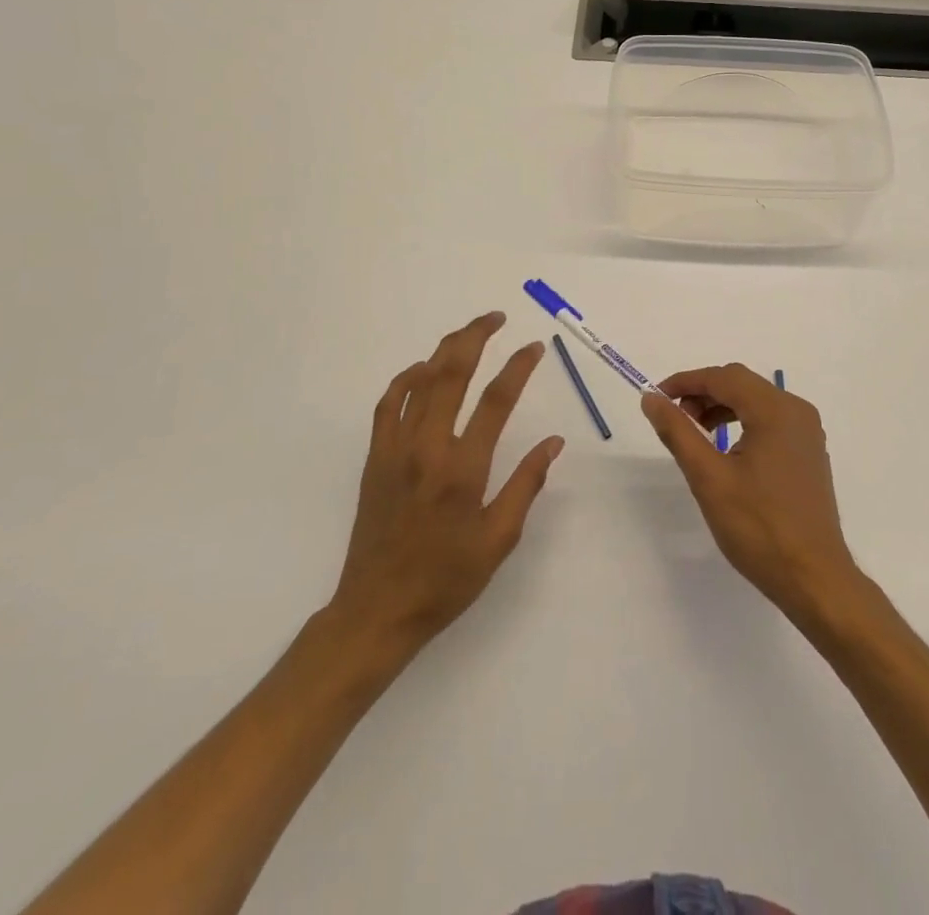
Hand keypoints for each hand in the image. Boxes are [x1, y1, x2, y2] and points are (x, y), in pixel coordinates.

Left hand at [327, 312, 562, 674]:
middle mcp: (427, 448)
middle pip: (451, 373)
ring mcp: (395, 450)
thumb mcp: (499, 540)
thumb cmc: (446, 580)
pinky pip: (389, 404)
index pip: (496, 401)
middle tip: (496, 317)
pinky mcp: (375, 458)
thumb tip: (553, 442)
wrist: (377, 611)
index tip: (534, 347)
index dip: (518, 367)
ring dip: (444, 349)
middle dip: (475, 337)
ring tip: (467, 334)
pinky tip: (422, 370)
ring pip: (419, 381)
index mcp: (463, 470)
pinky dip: (406, 378)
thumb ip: (526, 484)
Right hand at [642, 364, 860, 623]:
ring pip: (756, 401)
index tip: (657, 397)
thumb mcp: (709, 478)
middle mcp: (796, 411)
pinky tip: (725, 448)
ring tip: (695, 432)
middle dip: (703, 393)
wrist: (813, 578)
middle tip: (674, 417)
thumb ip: (678, 432)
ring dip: (721, 406)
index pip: (724, 377)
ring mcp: (807, 432)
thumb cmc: (759, 527)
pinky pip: (770, 420)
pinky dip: (742, 422)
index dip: (686, 381)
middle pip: (742, 384)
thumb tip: (651, 399)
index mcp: (776, 410)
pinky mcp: (808, 452)